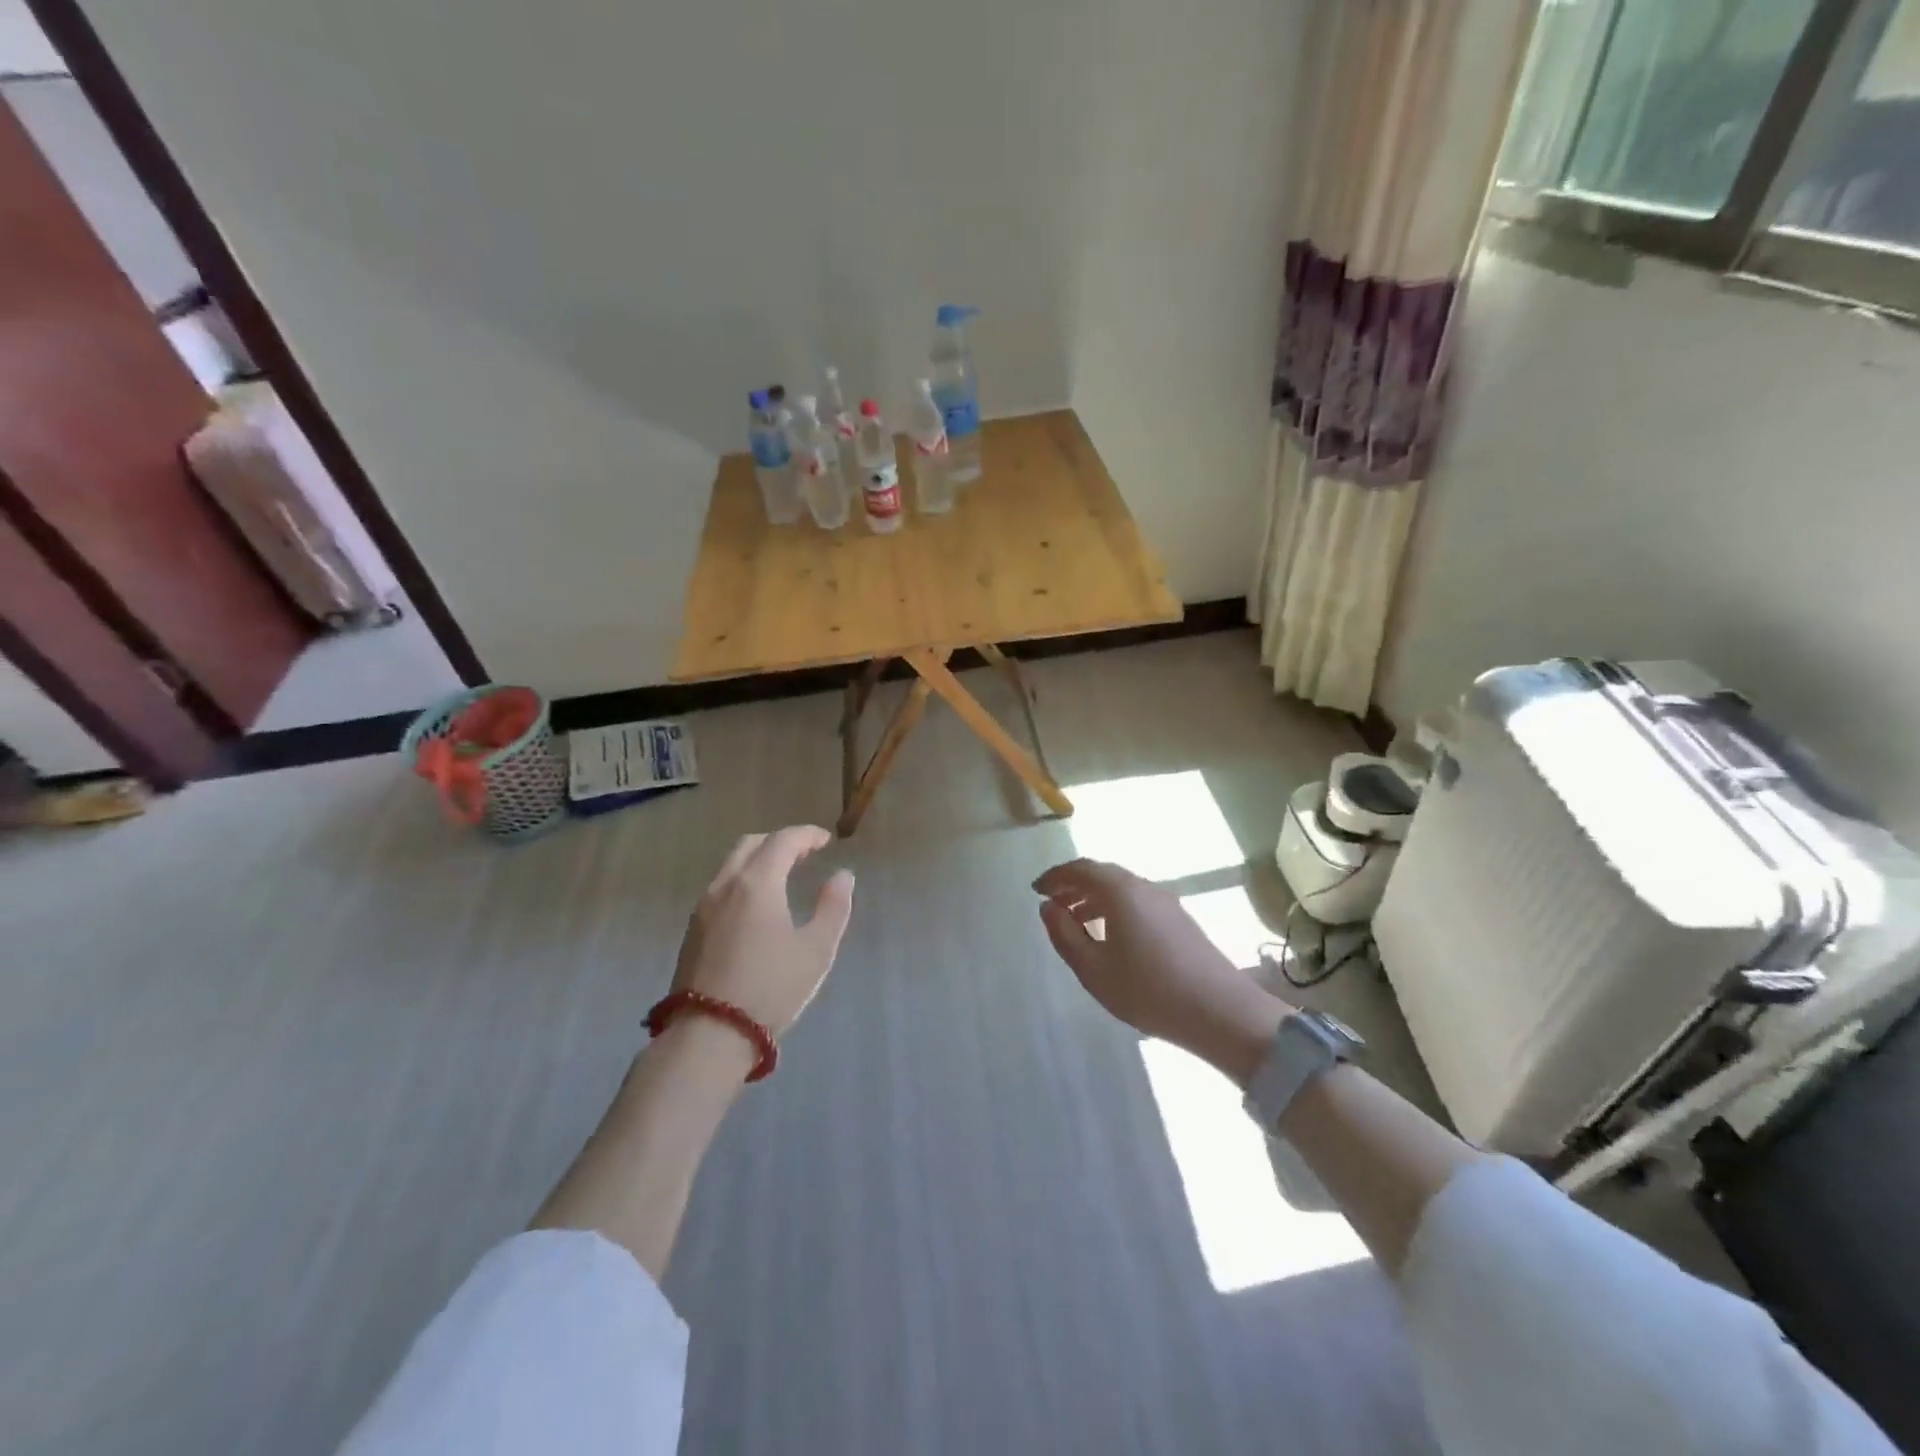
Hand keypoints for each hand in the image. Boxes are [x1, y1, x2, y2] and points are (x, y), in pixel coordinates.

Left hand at [673, 827, 855, 1037]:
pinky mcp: (692, 930)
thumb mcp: (816, 950)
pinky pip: (720, 887)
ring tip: (782, 876)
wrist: (708, 1035)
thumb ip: (833, 907)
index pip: (782, 841)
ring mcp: (703, 907)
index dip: (806, 835)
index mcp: (756, 883)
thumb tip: (842, 876)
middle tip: (804, 853)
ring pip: (731, 865)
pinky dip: (742, 880)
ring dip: (758, 860)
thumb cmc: (770, 988)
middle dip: (779, 841)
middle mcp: (725, 885)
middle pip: (750, 845)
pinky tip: (756, 904)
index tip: (825, 840)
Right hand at [1033, 858, 1290, 1085]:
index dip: (1055, 876)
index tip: (1036, 890)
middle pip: (1102, 875)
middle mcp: (1143, 887)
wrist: (1219, 1012)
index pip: (1080, 869)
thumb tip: (1048, 907)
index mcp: (1120, 891)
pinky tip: (1110, 936)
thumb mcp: (1093, 969)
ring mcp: (1166, 902)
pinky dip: (1114, 908)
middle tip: (1052, 905)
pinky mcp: (1180, 919)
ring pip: (1121, 889)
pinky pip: (1137, 901)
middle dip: (1073, 885)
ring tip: (1076, 922)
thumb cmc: (1147, 990)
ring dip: (1094, 898)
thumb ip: (1065, 935)